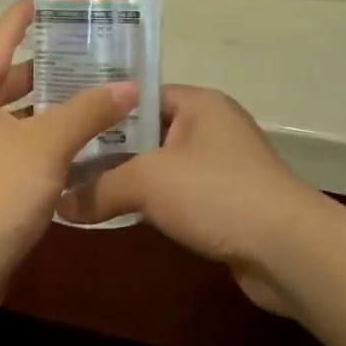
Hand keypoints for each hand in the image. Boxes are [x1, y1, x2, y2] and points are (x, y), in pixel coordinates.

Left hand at [0, 0, 136, 292]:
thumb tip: (130, 86)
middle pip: (10, 75)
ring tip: (98, 90)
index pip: (0, 36)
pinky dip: (46, 138)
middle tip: (94, 49)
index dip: (28, 14)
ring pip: (17, 113)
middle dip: (51, 63)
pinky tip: (83, 140)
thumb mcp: (46, 145)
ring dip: (52, 105)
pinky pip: (18, 143)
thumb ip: (88, 111)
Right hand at [72, 86, 322, 316]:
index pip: (139, 94)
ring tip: (79, 188)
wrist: (287, 250)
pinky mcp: (225, 203)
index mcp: (198, 104)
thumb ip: (98, 188)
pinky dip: (149, 204)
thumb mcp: (147, 182)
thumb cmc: (215, 193)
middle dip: (107, 149)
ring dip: (126, 180)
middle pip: (146, 132)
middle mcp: (211, 127)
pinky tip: (117, 215)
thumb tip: (58, 205)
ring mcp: (220, 167)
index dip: (102, 108)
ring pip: (159, 167)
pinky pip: (176, 195)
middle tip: (63, 159)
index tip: (65, 123)